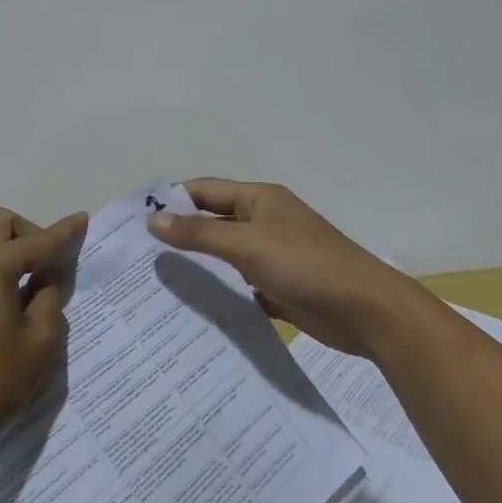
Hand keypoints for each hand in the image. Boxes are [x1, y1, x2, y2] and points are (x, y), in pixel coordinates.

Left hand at [0, 206, 87, 472]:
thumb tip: (44, 282)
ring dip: (8, 252)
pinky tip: (2, 307)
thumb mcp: (37, 344)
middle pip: (0, 225)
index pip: (36, 241)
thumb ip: (48, 301)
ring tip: (29, 290)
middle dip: (30, 234)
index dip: (64, 232)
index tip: (83, 220)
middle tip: (49, 267)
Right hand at [148, 179, 420, 357]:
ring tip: (155, 286)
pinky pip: (240, 286)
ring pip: (225, 257)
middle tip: (139, 260)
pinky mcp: (279, 288)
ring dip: (199, 268)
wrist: (365, 311)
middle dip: (180, 238)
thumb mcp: (247, 244)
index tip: (135, 223)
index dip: (172, 202)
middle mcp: (264, 222)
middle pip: (213, 223)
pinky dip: (220, 294)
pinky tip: (192, 311)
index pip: (205, 191)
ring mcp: (273, 256)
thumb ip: (199, 233)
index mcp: (259, 199)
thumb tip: (153, 220)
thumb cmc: (305, 265)